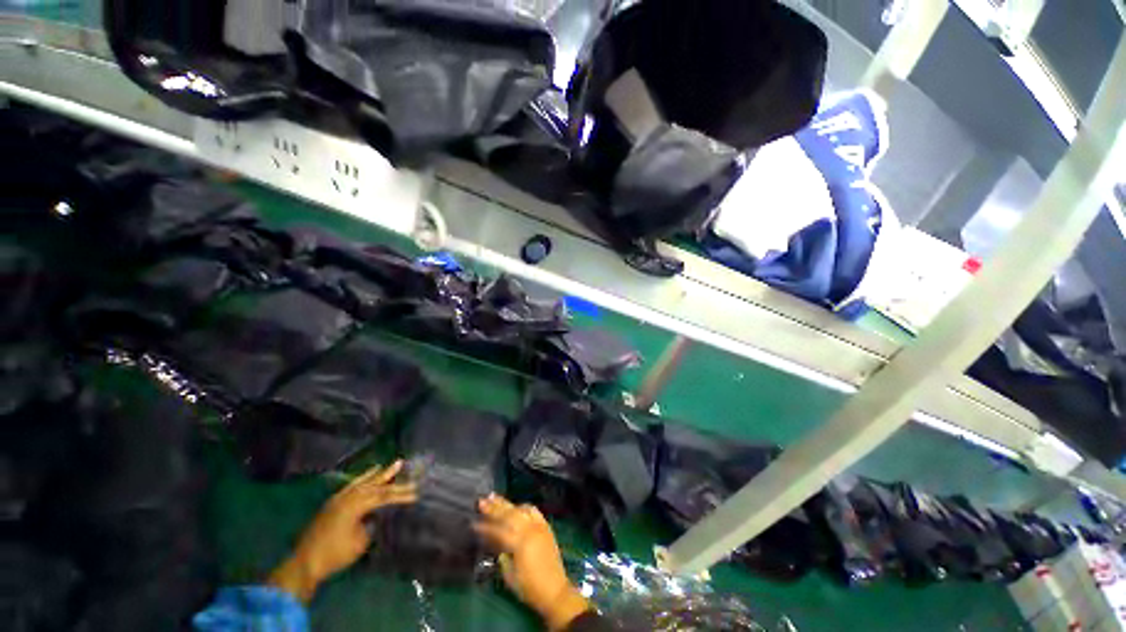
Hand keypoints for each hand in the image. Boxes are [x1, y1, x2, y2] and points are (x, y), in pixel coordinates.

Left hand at [268, 460, 416, 602]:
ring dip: (374, 475)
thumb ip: (371, 524)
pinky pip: (350, 487)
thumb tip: (375, 516)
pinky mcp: (331, 505)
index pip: (384, 496)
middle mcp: (347, 498)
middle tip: (401, 463)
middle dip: (389, 476)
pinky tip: (363, 478)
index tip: (416, 493)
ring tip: (385, 466)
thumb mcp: (361, 541)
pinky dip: (359, 480)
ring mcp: (337, 500)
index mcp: (357, 505)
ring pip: (360, 483)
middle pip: (373, 485)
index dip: (400, 494)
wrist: (304, 563)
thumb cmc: (335, 554)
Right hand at [474, 495, 590, 629]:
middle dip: (494, 508)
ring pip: (520, 509)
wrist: (555, 590)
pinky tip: (515, 506)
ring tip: (494, 497)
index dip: (485, 527)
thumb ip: (502, 554)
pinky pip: (533, 511)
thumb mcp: (510, 575)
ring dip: (507, 504)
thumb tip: (494, 540)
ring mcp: (539, 526)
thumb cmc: (529, 588)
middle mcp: (530, 530)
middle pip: (509, 515)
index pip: (498, 531)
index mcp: (520, 543)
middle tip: (481, 501)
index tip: (474, 522)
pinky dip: (523, 507)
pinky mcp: (546, 526)